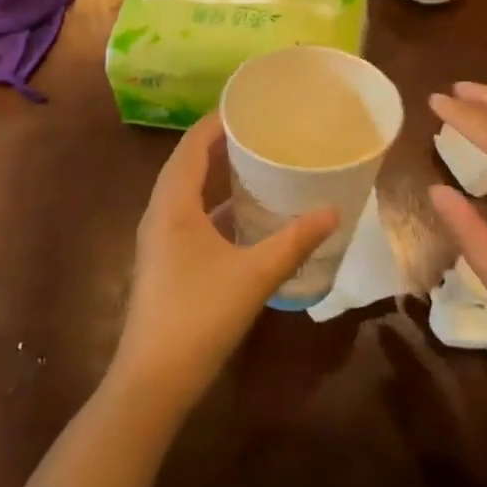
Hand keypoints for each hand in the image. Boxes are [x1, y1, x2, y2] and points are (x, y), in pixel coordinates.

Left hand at [110, 112, 336, 414]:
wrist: (153, 381)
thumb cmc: (200, 315)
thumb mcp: (254, 274)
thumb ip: (294, 241)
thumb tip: (333, 212)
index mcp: (173, 204)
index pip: (192, 145)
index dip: (216, 121)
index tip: (247, 105)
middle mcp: (160, 214)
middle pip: (187, 164)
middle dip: (219, 144)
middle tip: (259, 131)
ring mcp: (159, 240)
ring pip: (187, 194)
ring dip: (216, 176)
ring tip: (255, 164)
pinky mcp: (165, 263)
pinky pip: (190, 219)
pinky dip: (215, 208)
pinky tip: (245, 218)